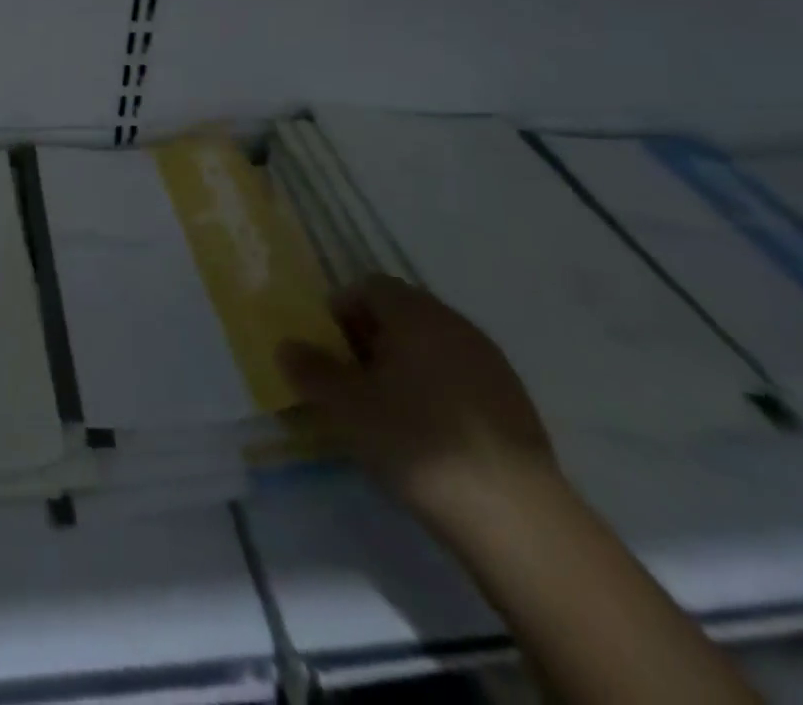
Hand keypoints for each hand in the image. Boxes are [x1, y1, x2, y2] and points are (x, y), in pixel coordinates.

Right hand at [276, 276, 556, 528]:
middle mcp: (453, 323)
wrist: (516, 516)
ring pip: (432, 345)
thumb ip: (311, 370)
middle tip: (351, 380)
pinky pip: (460, 375)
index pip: (369, 286)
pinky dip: (436, 389)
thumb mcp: (346, 407)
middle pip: (401, 312)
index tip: (329, 350)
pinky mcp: (513, 400)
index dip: (342, 311)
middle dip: (370, 337)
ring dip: (403, 364)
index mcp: (414, 313)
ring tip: (386, 409)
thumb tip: (287, 345)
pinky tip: (429, 433)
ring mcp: (490, 361)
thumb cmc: (417, 443)